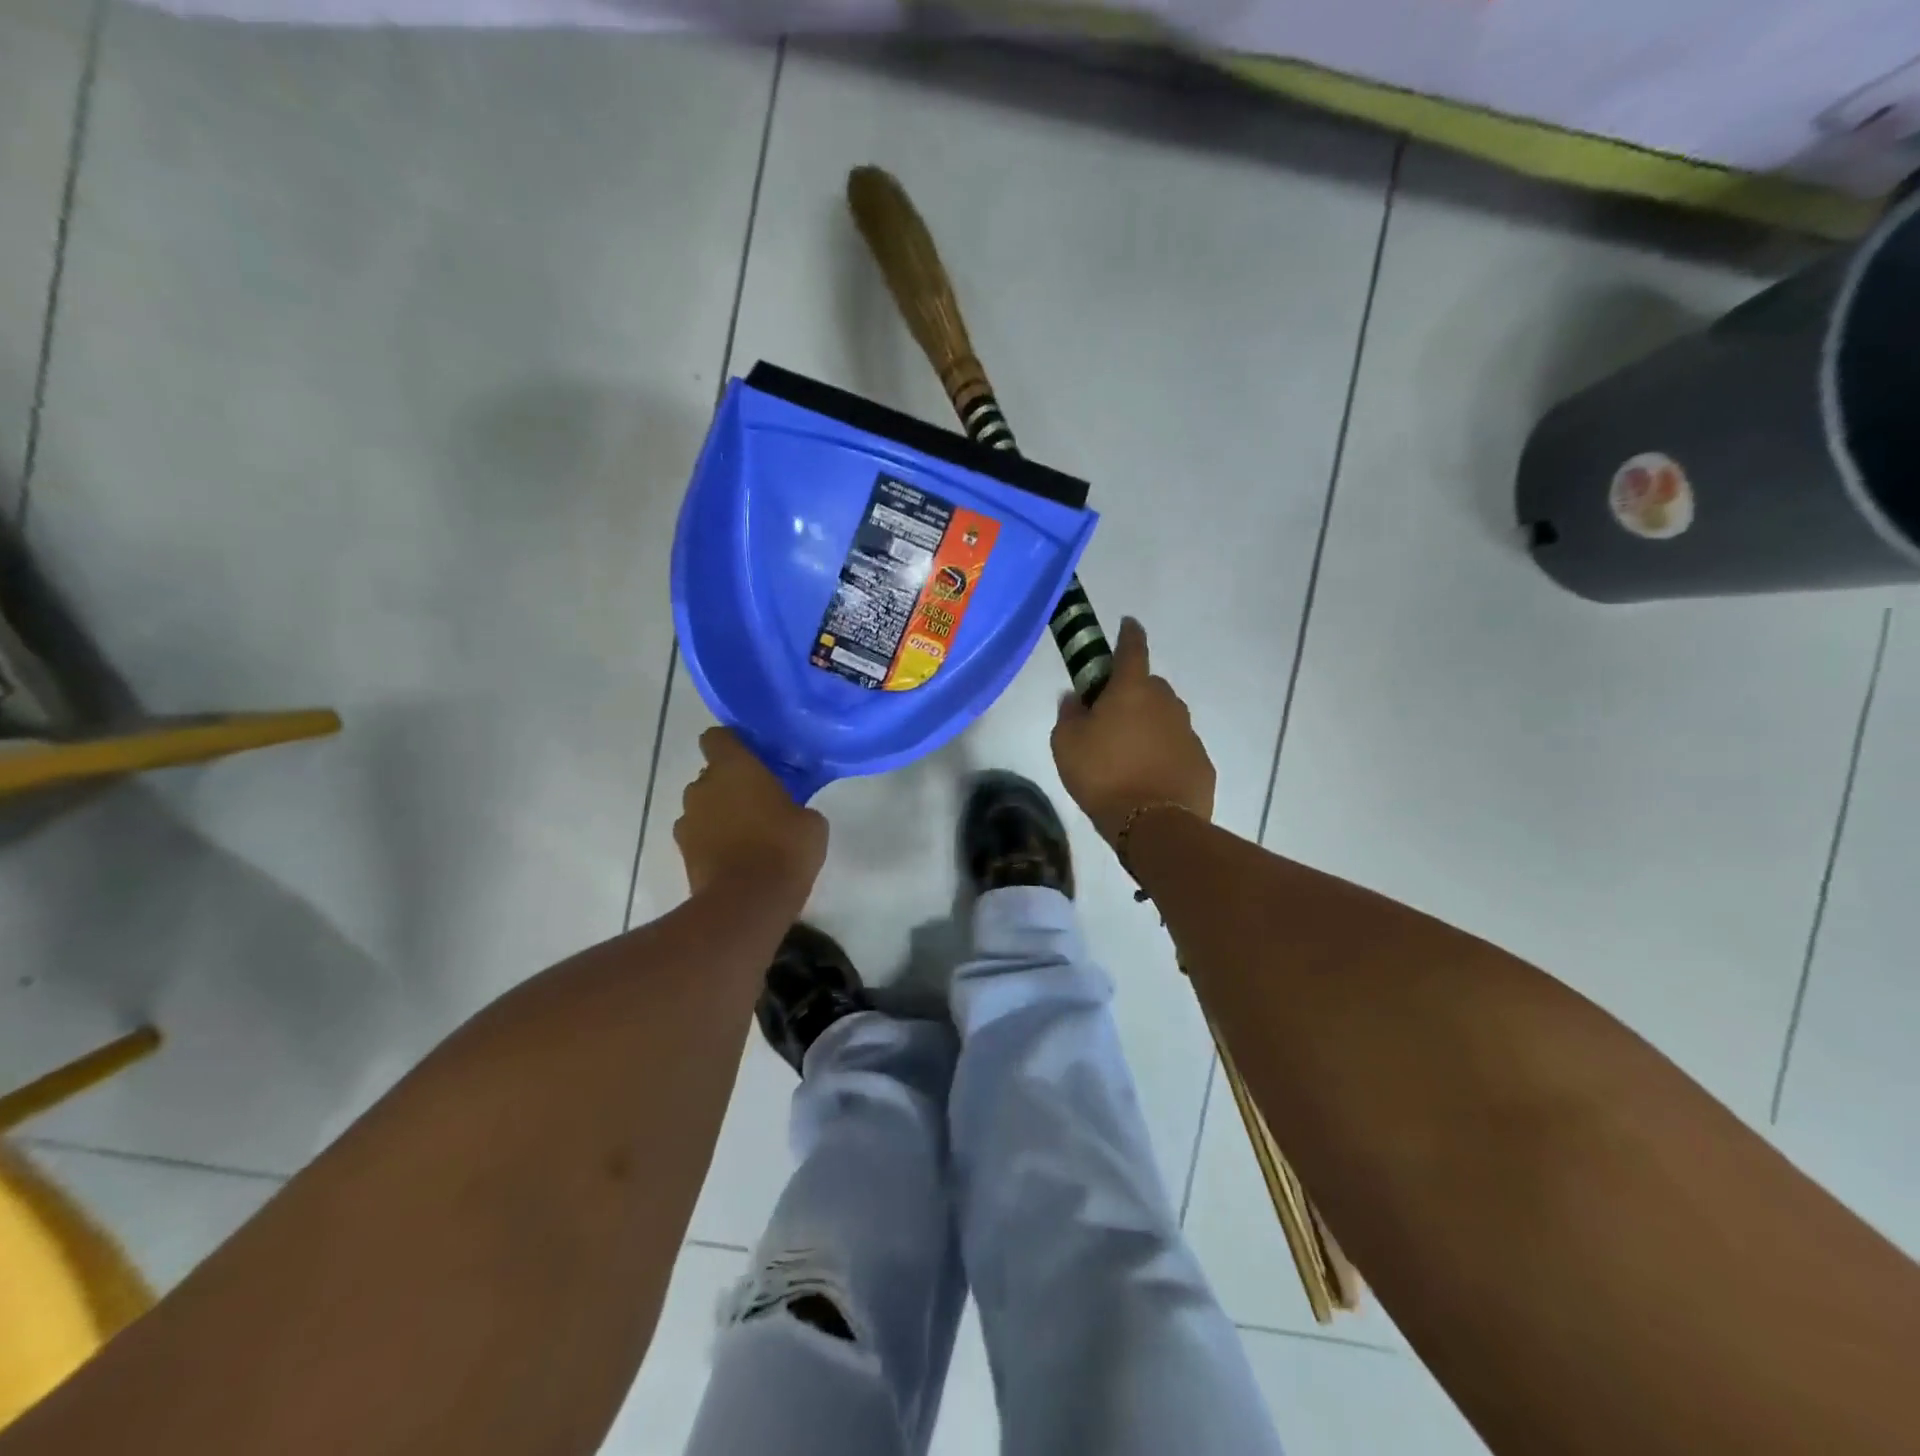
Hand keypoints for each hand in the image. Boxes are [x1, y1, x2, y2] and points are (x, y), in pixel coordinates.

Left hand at [674, 728, 828, 897]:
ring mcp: (687, 821)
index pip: (718, 737)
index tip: (752, 757)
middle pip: (711, 774)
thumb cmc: (784, 849)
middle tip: (759, 801)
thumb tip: (790, 811)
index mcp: (733, 767)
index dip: (732, 744)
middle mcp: (702, 786)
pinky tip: (736, 858)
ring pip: (703, 806)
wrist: (748, 903)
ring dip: (719, 814)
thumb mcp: (811, 822)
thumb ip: (796, 806)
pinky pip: (699, 836)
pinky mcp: (683, 853)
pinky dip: (713, 842)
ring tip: (747, 834)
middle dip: (730, 784)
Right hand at [1051, 617, 1214, 846]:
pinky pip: (1177, 748)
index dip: (1128, 633)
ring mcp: (1188, 733)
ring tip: (1128, 756)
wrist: (1153, 824)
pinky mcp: (1202, 762)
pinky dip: (1164, 754)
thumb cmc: (1103, 775)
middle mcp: (1166, 703)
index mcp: (1132, 689)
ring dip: (1149, 726)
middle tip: (1111, 718)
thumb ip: (1069, 714)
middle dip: (1132, 693)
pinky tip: (1149, 778)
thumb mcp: (1066, 744)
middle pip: (1149, 686)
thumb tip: (1076, 698)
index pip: (1132, 648)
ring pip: (1165, 718)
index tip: (1127, 623)